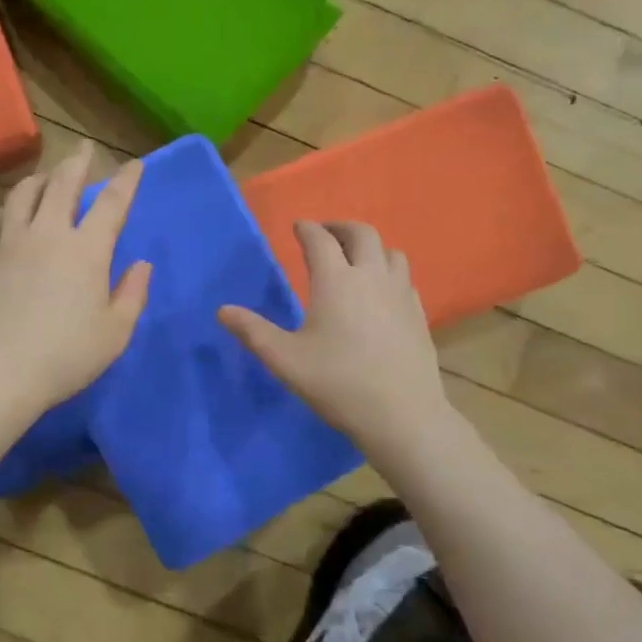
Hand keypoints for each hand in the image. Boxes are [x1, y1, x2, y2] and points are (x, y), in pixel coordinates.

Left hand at [0, 141, 151, 418]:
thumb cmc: (64, 357)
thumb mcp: (115, 333)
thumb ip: (133, 294)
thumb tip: (141, 263)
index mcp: (87, 250)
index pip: (112, 203)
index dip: (126, 180)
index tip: (134, 164)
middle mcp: (48, 234)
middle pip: (62, 185)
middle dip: (77, 163)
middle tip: (84, 150)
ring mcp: (10, 243)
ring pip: (23, 194)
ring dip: (39, 179)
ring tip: (47, 176)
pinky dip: (4, 208)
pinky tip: (7, 213)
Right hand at [219, 221, 446, 449]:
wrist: (402, 414)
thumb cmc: (337, 383)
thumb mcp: (285, 359)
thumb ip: (252, 332)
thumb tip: (223, 311)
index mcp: (336, 280)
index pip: (320, 240)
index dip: (307, 229)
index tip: (298, 227)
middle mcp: (371, 276)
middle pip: (362, 233)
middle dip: (340, 227)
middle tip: (325, 234)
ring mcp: (400, 294)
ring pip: (391, 252)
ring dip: (370, 247)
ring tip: (355, 259)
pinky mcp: (418, 314)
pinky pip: (404, 278)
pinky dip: (388, 271)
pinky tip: (381, 292)